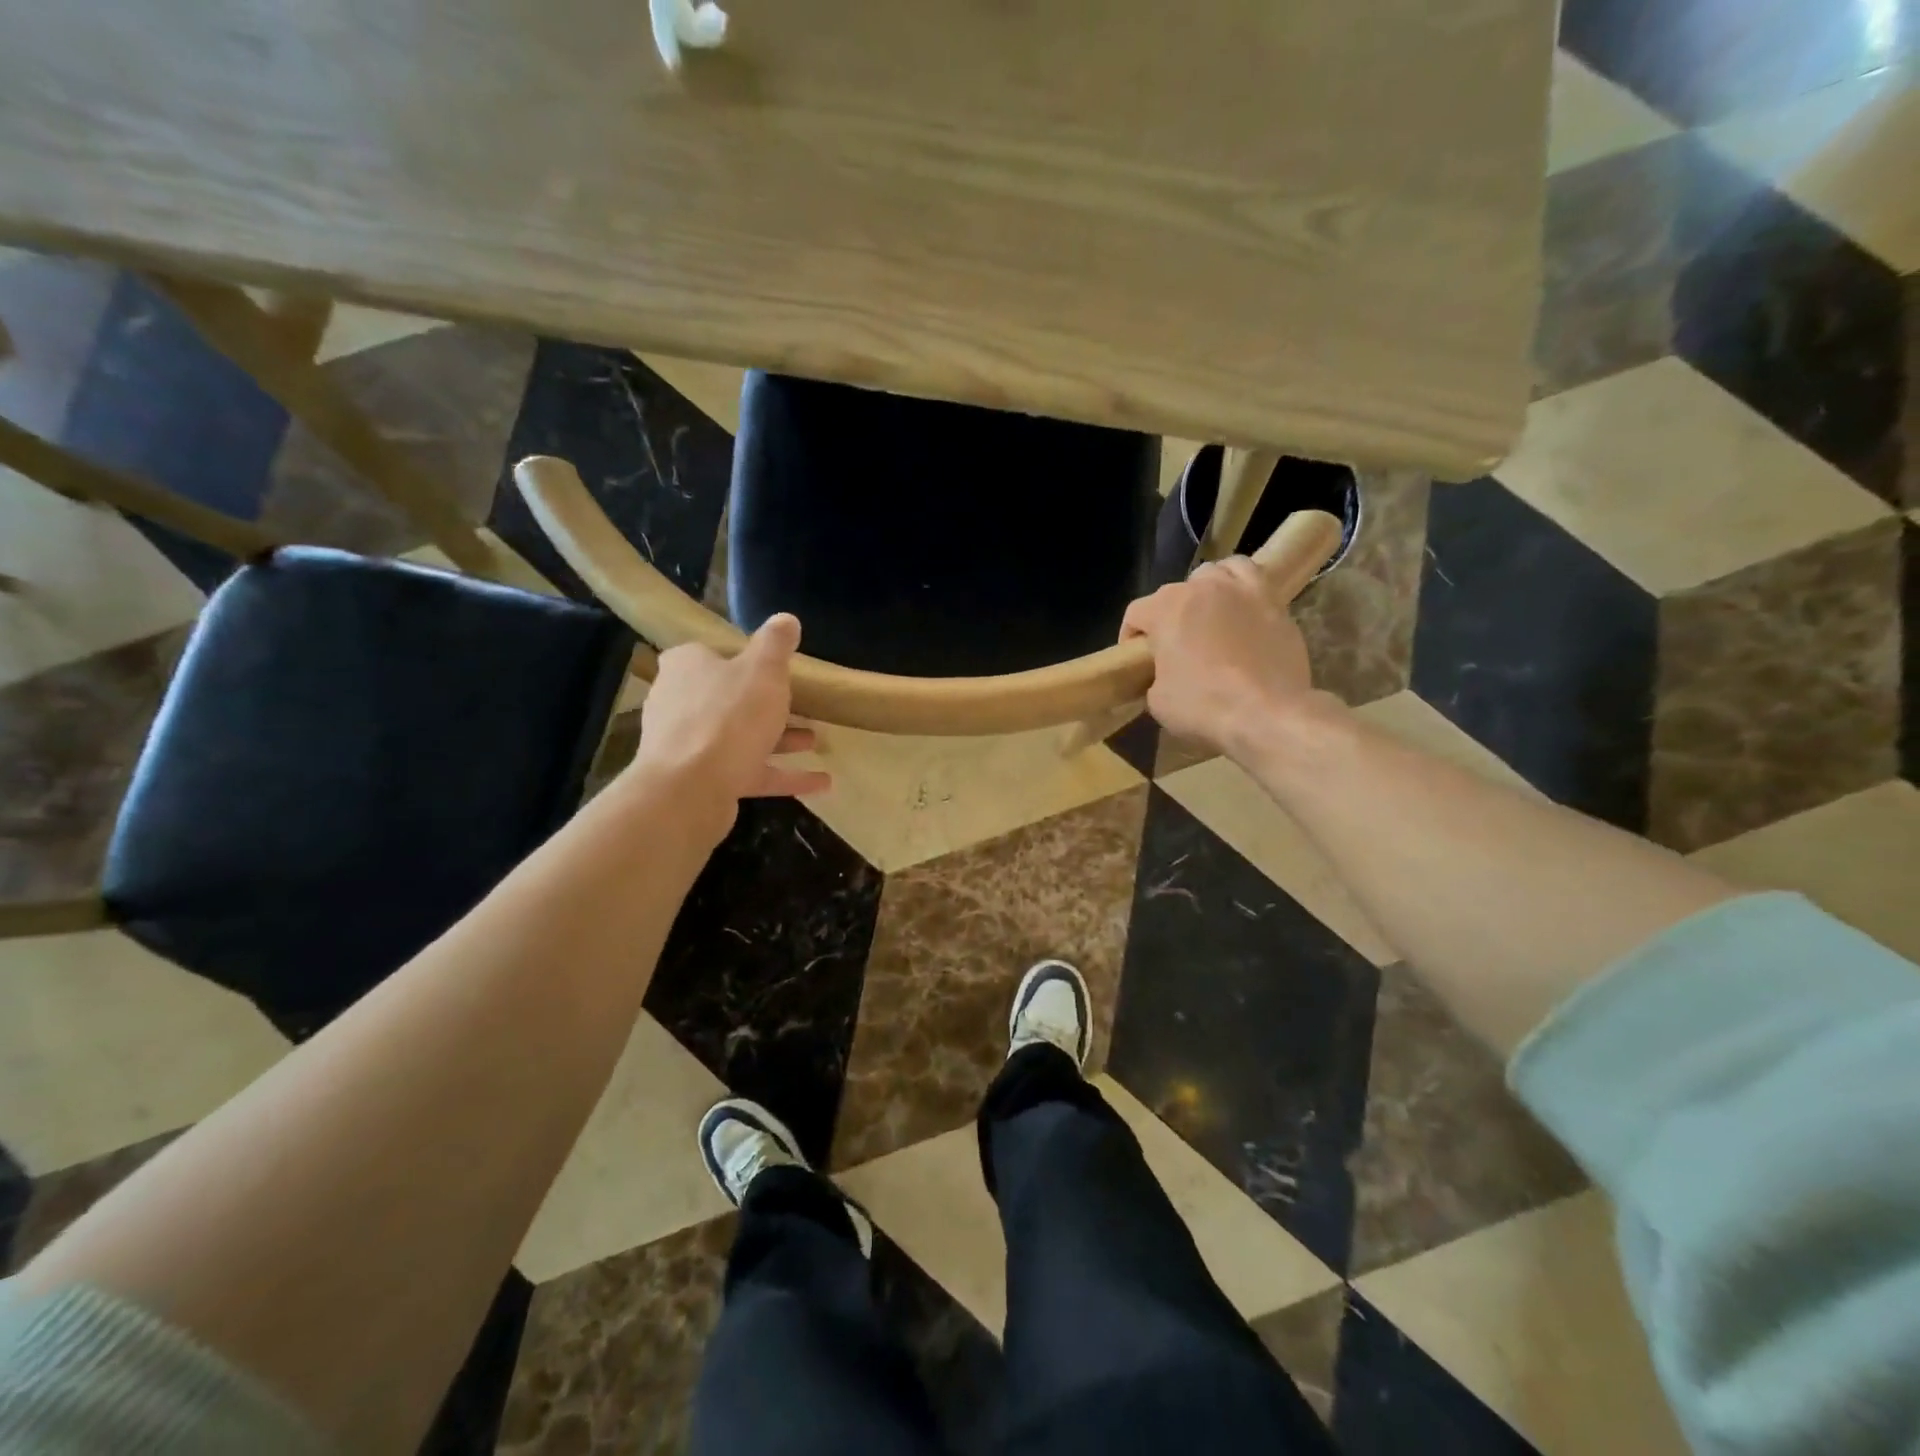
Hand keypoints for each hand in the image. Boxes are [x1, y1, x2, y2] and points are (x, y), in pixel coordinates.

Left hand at [630, 613, 830, 818]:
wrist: (690, 788)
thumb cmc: (729, 715)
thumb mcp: (764, 670)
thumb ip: (776, 644)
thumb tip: (786, 619)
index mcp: (687, 666)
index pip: (711, 653)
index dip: (742, 659)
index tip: (774, 668)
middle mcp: (680, 702)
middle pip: (728, 698)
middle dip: (767, 705)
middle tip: (802, 706)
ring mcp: (690, 745)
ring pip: (741, 737)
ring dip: (780, 740)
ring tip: (815, 741)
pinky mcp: (702, 781)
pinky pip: (750, 772)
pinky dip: (784, 775)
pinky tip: (822, 782)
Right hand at [1120, 558, 1313, 760]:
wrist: (1267, 713)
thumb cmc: (1204, 705)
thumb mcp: (1158, 700)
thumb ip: (1154, 676)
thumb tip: (1164, 675)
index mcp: (1165, 609)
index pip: (1135, 614)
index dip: (1130, 637)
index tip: (1136, 661)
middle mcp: (1200, 588)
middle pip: (1173, 593)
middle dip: (1167, 617)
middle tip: (1173, 647)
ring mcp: (1240, 590)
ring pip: (1213, 574)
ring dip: (1203, 592)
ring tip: (1206, 616)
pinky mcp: (1272, 600)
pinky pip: (1251, 576)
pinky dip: (1239, 586)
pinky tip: (1239, 606)